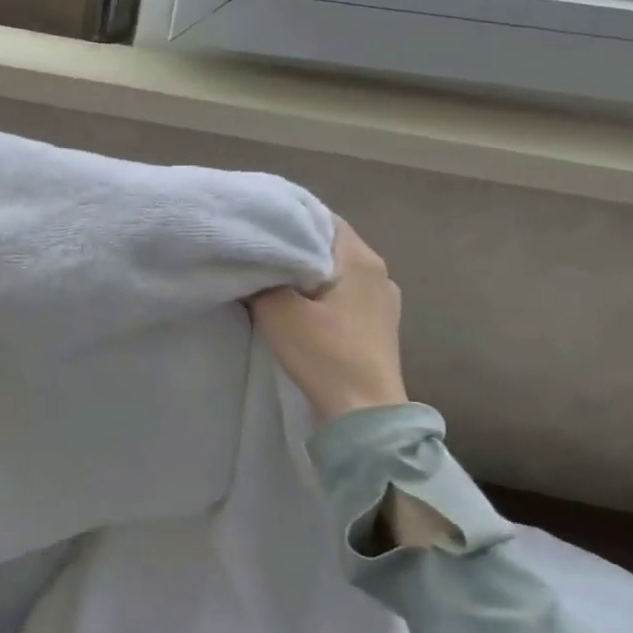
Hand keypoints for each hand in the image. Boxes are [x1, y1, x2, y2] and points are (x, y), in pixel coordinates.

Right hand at [250, 220, 406, 423]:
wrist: (363, 414)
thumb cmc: (324, 353)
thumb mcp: (277, 311)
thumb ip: (259, 279)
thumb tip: (249, 262)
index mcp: (360, 258)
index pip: (321, 218)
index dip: (286, 218)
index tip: (256, 227)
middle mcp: (379, 273)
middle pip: (328, 245)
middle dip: (293, 247)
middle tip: (256, 253)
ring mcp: (383, 301)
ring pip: (336, 272)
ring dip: (306, 274)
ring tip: (272, 281)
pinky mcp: (378, 327)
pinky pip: (343, 296)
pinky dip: (319, 296)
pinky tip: (298, 309)